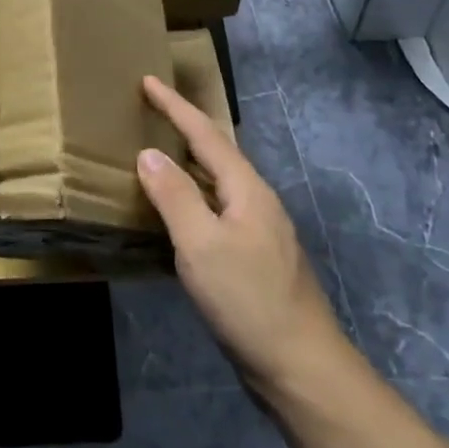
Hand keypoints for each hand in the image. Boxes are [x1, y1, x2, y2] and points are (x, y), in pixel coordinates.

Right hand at [137, 75, 345, 396]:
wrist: (301, 366)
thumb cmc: (247, 300)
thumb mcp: (201, 245)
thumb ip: (174, 196)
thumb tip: (148, 153)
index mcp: (247, 189)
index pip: (205, 134)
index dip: (175, 107)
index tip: (148, 81)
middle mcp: (257, 201)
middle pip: (216, 153)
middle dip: (184, 129)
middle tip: (151, 112)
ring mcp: (261, 231)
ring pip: (218, 184)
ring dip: (189, 164)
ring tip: (159, 155)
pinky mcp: (256, 258)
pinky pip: (218, 211)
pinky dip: (194, 198)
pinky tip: (179, 215)